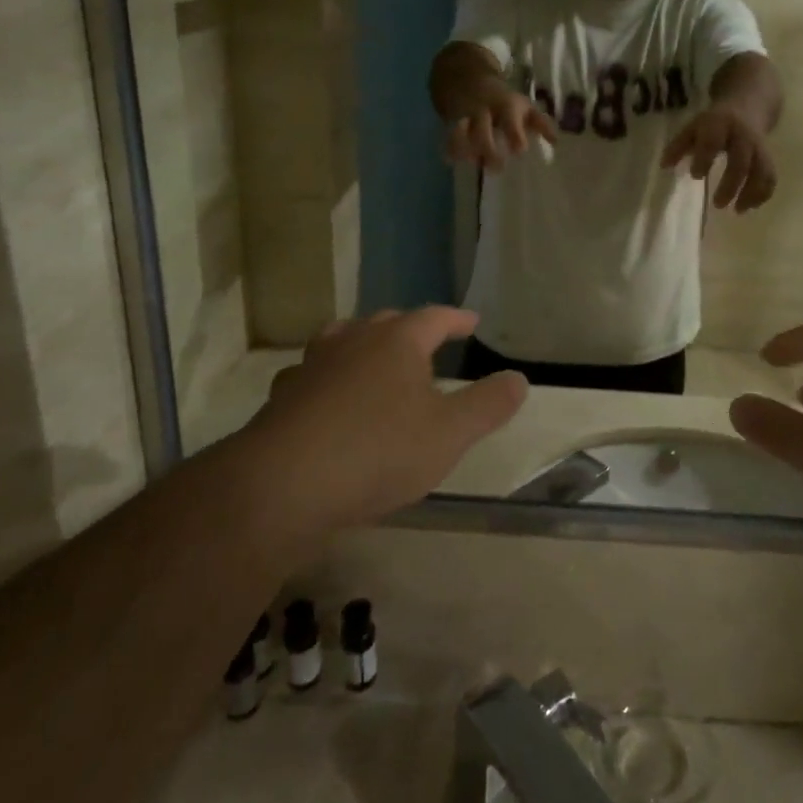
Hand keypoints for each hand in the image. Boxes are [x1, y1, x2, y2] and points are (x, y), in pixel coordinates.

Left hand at [244, 309, 526, 540]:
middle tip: (427, 339)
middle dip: (410, 328)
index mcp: (397, 341)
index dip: (456, 318)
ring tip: (374, 357)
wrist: (283, 485)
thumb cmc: (379, 451)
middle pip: (386, 322)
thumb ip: (488, 405)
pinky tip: (328, 397)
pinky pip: (312, 374)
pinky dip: (328, 377)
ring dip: (363, 344)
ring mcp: (313, 366)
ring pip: (342, 340)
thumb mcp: (450, 434)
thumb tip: (519, 379)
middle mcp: (353, 341)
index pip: (434, 317)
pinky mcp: (283, 397)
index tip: (472, 321)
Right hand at [443, 88, 558, 172]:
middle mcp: (483, 110)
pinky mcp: (450, 121)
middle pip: (482, 130)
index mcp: (505, 106)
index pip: (510, 120)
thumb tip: (556, 141)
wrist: (465, 77)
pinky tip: (452, 161)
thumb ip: (540, 123)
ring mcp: (464, 115)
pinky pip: (448, 136)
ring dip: (466, 150)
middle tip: (497, 168)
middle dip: (488, 150)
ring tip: (474, 163)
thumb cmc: (501, 99)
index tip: (519, 151)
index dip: (514, 136)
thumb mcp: (522, 106)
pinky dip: (449, 149)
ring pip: (461, 132)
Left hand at [660, 103, 776, 210]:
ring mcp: (759, 146)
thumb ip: (678, 146)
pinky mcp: (768, 156)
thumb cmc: (714, 123)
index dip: (705, 158)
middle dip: (731, 184)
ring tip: (738, 210)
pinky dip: (763, 193)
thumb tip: (664, 166)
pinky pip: (770, 176)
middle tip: (717, 204)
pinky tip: (750, 206)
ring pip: (762, 170)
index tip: (695, 175)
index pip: (713, 141)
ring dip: (751, 192)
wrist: (748, 104)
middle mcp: (742, 135)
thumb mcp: (693, 127)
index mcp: (720, 124)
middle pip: (741, 161)